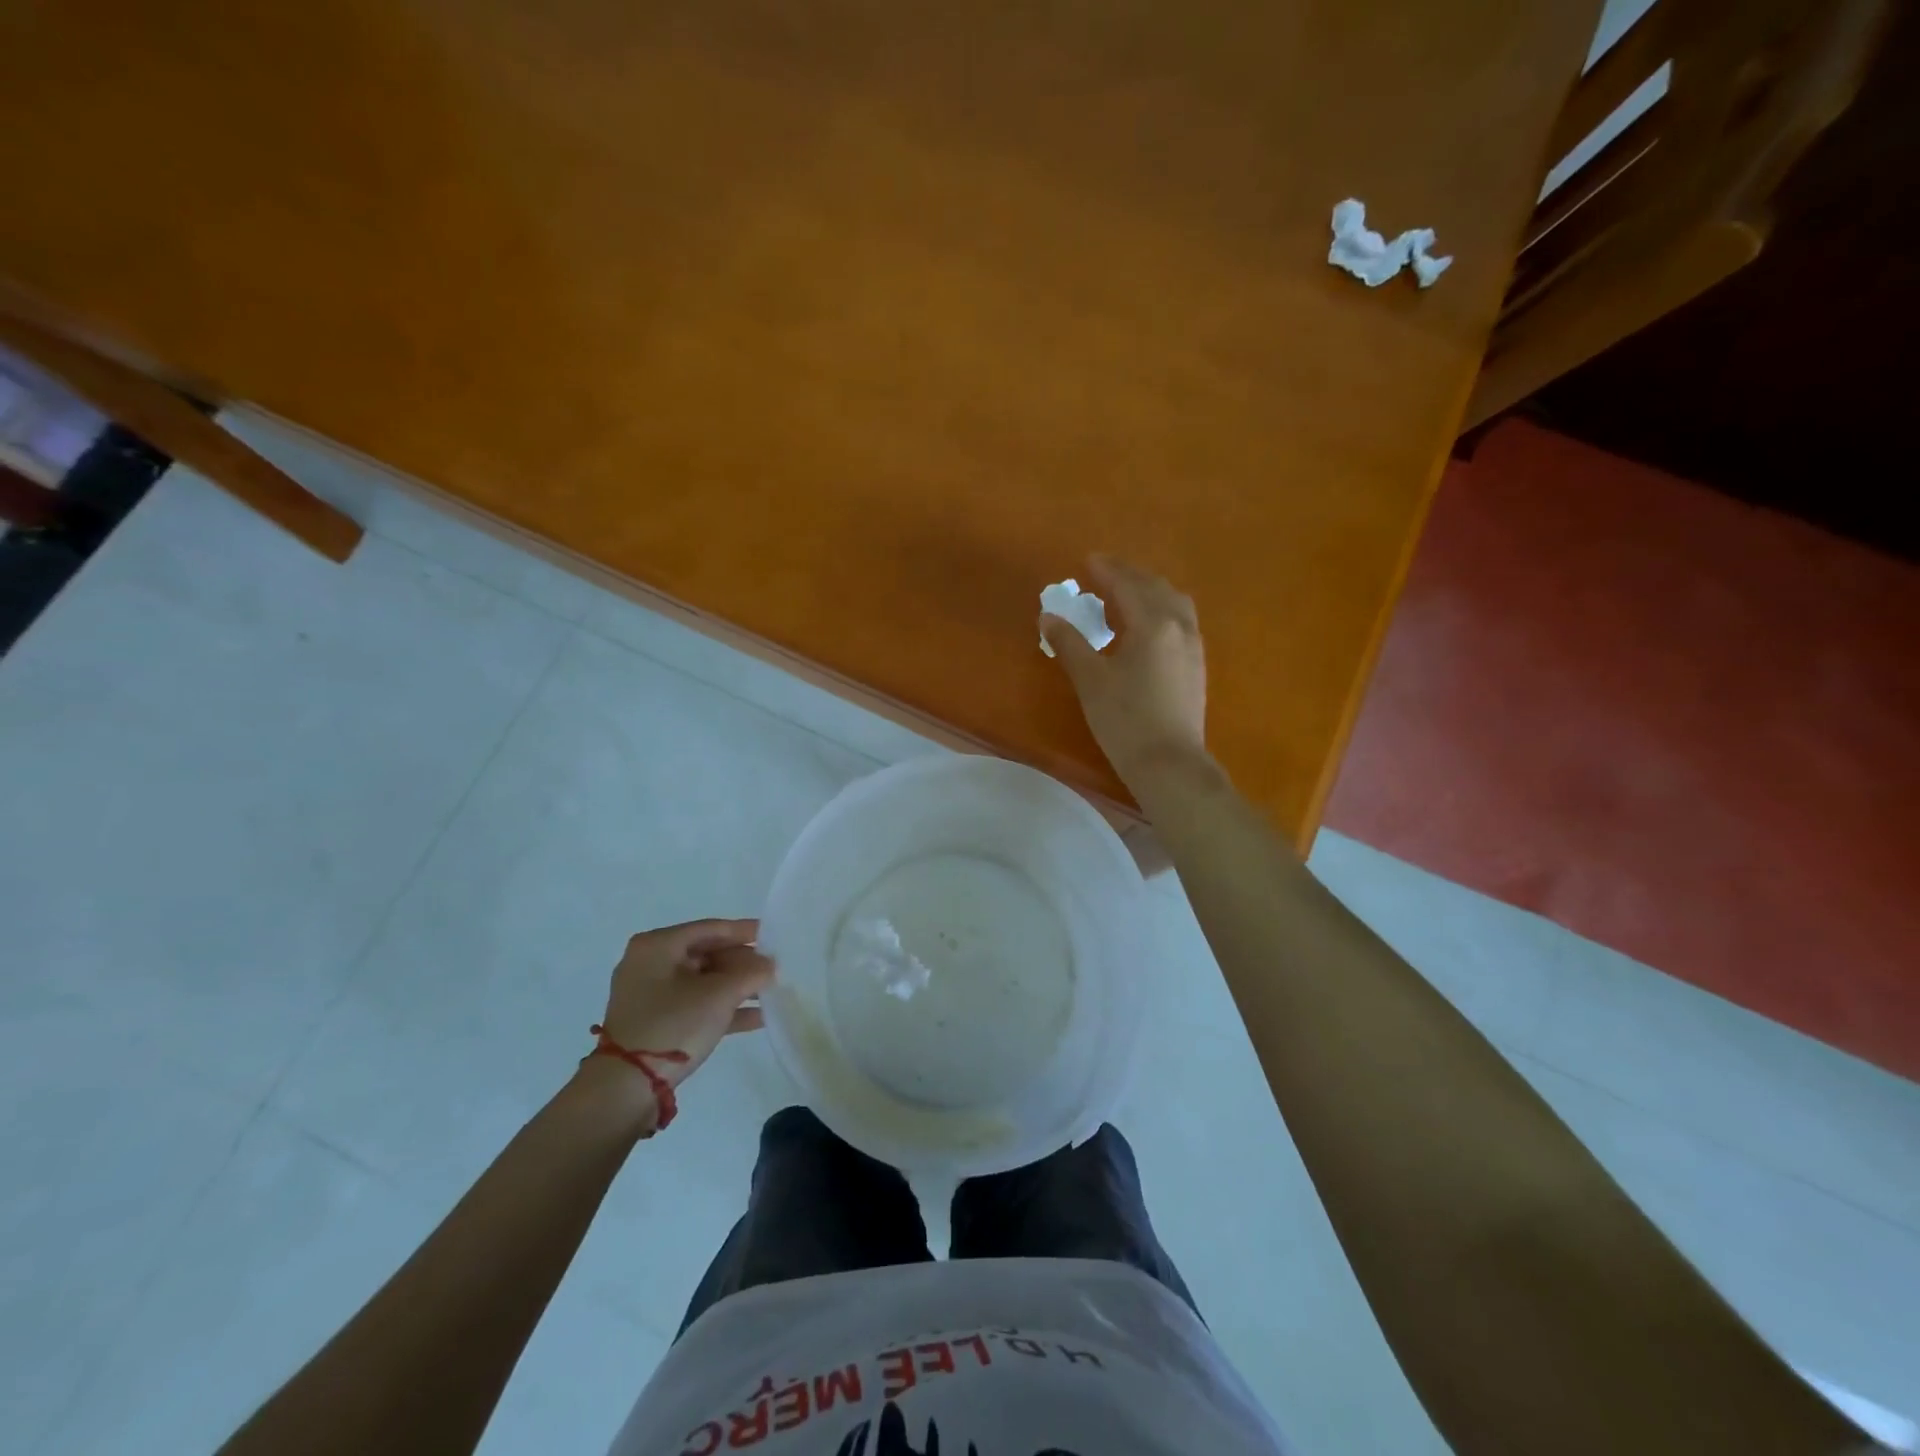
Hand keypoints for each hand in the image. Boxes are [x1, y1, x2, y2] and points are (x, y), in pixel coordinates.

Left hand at [578, 919, 774, 1122]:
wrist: (626, 1088)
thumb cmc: (673, 1025)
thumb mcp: (719, 995)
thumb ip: (751, 973)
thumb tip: (770, 965)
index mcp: (658, 945)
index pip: (711, 928)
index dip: (745, 931)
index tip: (774, 934)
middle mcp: (650, 963)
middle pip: (707, 954)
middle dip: (743, 963)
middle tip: (775, 968)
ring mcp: (650, 995)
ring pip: (704, 981)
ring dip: (737, 987)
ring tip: (772, 991)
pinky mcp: (655, 1022)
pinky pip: (696, 1004)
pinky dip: (723, 1008)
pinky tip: (757, 1017)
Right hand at [1040, 555, 1207, 792]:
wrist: (1169, 764)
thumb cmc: (1124, 720)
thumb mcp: (1090, 680)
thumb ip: (1069, 643)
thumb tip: (1048, 616)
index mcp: (1152, 623)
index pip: (1127, 585)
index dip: (1107, 570)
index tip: (1088, 559)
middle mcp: (1178, 626)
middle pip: (1155, 587)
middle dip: (1129, 575)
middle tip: (1104, 572)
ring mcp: (1193, 645)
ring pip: (1174, 602)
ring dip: (1149, 589)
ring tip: (1126, 593)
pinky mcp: (1196, 665)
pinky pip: (1181, 620)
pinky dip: (1162, 608)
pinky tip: (1147, 625)